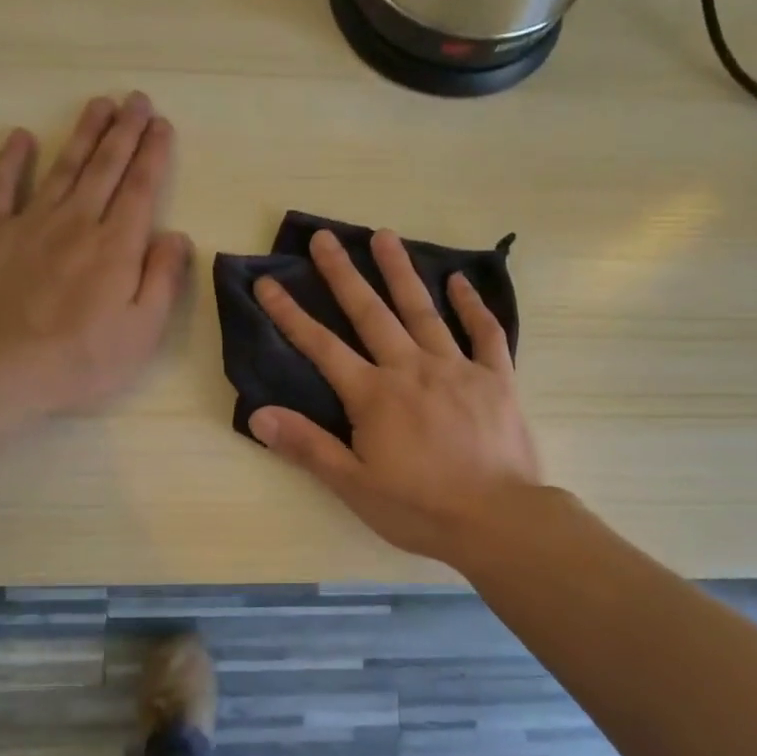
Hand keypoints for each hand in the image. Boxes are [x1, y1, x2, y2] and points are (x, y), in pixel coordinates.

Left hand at [0, 92, 192, 429]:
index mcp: (116, 246)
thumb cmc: (79, 359)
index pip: (141, 188)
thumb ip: (162, 279)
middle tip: (136, 99)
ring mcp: (30, 223)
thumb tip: (177, 236)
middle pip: (105, 167)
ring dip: (83, 133)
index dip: (153, 154)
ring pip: (63, 167)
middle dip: (124, 131)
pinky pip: (1, 187)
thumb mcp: (141, 332)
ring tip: (99, 104)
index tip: (161, 125)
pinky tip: (19, 136)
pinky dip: (10, 160)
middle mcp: (77, 222)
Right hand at [248, 228, 542, 567]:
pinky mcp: (496, 378)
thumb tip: (259, 414)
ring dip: (401, 272)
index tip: (268, 282)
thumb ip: (307, 446)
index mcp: (373, 395)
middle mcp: (411, 369)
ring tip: (385, 236)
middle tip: (325, 236)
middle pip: (371, 313)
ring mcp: (457, 368)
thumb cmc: (420, 508)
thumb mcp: (354, 485)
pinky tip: (461, 281)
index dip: (290, 314)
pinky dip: (473, 305)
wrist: (497, 520)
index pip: (321, 347)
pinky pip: (485, 333)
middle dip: (343, 274)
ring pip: (423, 310)